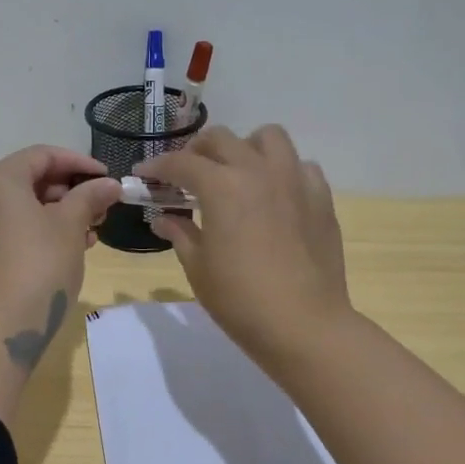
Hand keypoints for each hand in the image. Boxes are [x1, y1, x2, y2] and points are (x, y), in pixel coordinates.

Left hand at [0, 145, 122, 328]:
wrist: (1, 326)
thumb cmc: (39, 265)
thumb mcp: (71, 226)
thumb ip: (90, 197)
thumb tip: (110, 185)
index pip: (42, 156)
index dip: (78, 163)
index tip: (107, 178)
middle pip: (29, 179)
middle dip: (69, 191)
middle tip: (101, 208)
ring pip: (21, 205)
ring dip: (58, 212)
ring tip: (92, 231)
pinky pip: (10, 226)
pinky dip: (39, 229)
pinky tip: (70, 246)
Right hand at [136, 125, 354, 369]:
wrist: (304, 326)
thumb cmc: (240, 300)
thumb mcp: (199, 268)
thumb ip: (180, 234)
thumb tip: (164, 218)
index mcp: (222, 187)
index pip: (181, 162)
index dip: (157, 166)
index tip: (143, 174)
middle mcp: (258, 171)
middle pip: (221, 139)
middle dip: (197, 151)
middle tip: (186, 175)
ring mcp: (294, 180)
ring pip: (268, 137)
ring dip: (245, 148)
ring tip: (236, 172)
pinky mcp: (321, 197)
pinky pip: (301, 166)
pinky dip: (283, 171)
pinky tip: (275, 195)